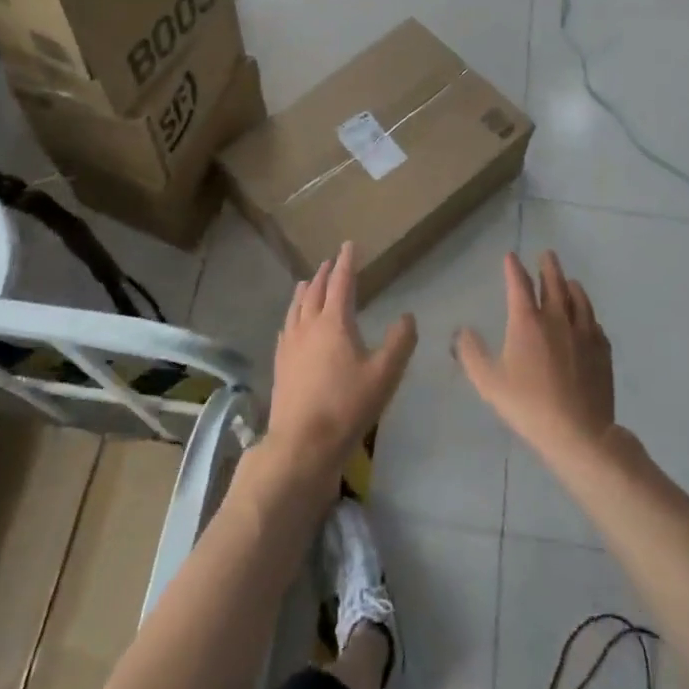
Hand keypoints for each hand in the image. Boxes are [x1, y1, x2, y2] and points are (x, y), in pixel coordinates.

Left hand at [264, 242, 417, 496]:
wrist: (302, 443)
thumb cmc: (347, 406)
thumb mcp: (384, 375)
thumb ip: (400, 342)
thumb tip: (408, 316)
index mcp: (334, 322)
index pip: (341, 282)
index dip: (347, 262)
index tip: (349, 245)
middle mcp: (309, 325)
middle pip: (315, 291)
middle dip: (325, 274)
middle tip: (330, 262)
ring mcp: (291, 344)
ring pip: (297, 307)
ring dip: (306, 290)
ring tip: (308, 282)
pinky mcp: (280, 363)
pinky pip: (286, 327)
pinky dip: (292, 315)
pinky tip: (291, 323)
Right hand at [456, 251, 614, 466]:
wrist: (579, 432)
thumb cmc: (529, 405)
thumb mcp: (489, 383)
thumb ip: (472, 354)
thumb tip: (463, 331)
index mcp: (528, 322)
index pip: (519, 285)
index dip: (513, 268)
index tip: (511, 256)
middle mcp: (557, 319)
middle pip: (554, 284)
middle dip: (548, 267)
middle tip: (547, 254)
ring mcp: (584, 334)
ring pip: (579, 300)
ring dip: (572, 287)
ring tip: (570, 281)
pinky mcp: (602, 351)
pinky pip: (595, 325)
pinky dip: (589, 316)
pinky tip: (589, 320)